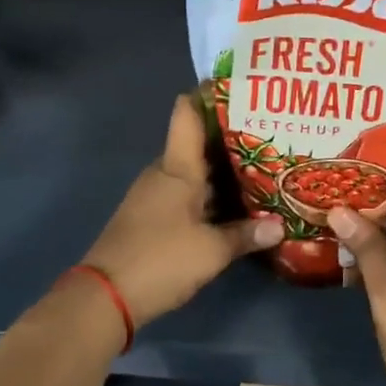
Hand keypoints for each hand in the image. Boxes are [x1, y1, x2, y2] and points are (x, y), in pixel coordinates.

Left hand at [80, 95, 283, 327]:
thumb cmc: (160, 259)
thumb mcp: (211, 251)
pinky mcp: (153, 217)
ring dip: (223, 168)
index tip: (239, 86)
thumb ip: (247, 235)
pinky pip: (188, 193)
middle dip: (231, 136)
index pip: (187, 113)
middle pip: (198, 142)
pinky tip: (236, 202)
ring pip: (195, 171)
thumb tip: (281, 226)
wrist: (104, 298)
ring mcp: (156, 195)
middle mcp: (165, 173)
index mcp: (177, 167)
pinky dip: (211, 192)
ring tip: (263, 164)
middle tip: (270, 131)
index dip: (209, 94)